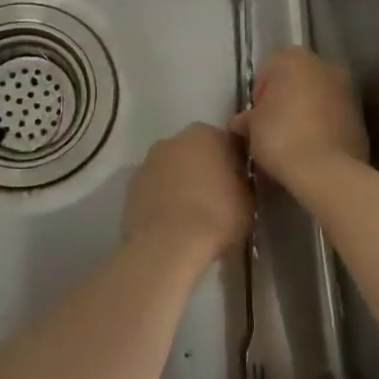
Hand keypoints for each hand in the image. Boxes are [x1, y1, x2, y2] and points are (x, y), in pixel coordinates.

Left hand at [123, 122, 251, 263]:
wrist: (168, 244)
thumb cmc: (216, 216)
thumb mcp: (248, 199)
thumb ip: (241, 181)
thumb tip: (235, 182)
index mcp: (205, 134)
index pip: (227, 142)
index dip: (234, 164)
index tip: (239, 184)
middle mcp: (173, 140)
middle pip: (195, 153)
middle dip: (204, 170)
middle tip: (217, 199)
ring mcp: (148, 162)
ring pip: (171, 170)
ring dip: (180, 184)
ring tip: (192, 215)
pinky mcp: (130, 186)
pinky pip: (154, 189)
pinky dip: (162, 200)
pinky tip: (171, 223)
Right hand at [231, 47, 368, 187]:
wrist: (326, 171)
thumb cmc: (280, 137)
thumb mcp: (251, 127)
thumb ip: (247, 118)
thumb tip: (243, 122)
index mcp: (294, 58)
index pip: (267, 71)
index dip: (258, 95)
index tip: (255, 119)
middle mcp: (324, 65)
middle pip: (296, 81)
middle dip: (285, 101)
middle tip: (272, 129)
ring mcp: (347, 90)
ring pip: (317, 98)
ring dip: (305, 113)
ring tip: (293, 141)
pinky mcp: (361, 116)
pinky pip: (333, 117)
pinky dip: (323, 126)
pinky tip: (312, 149)